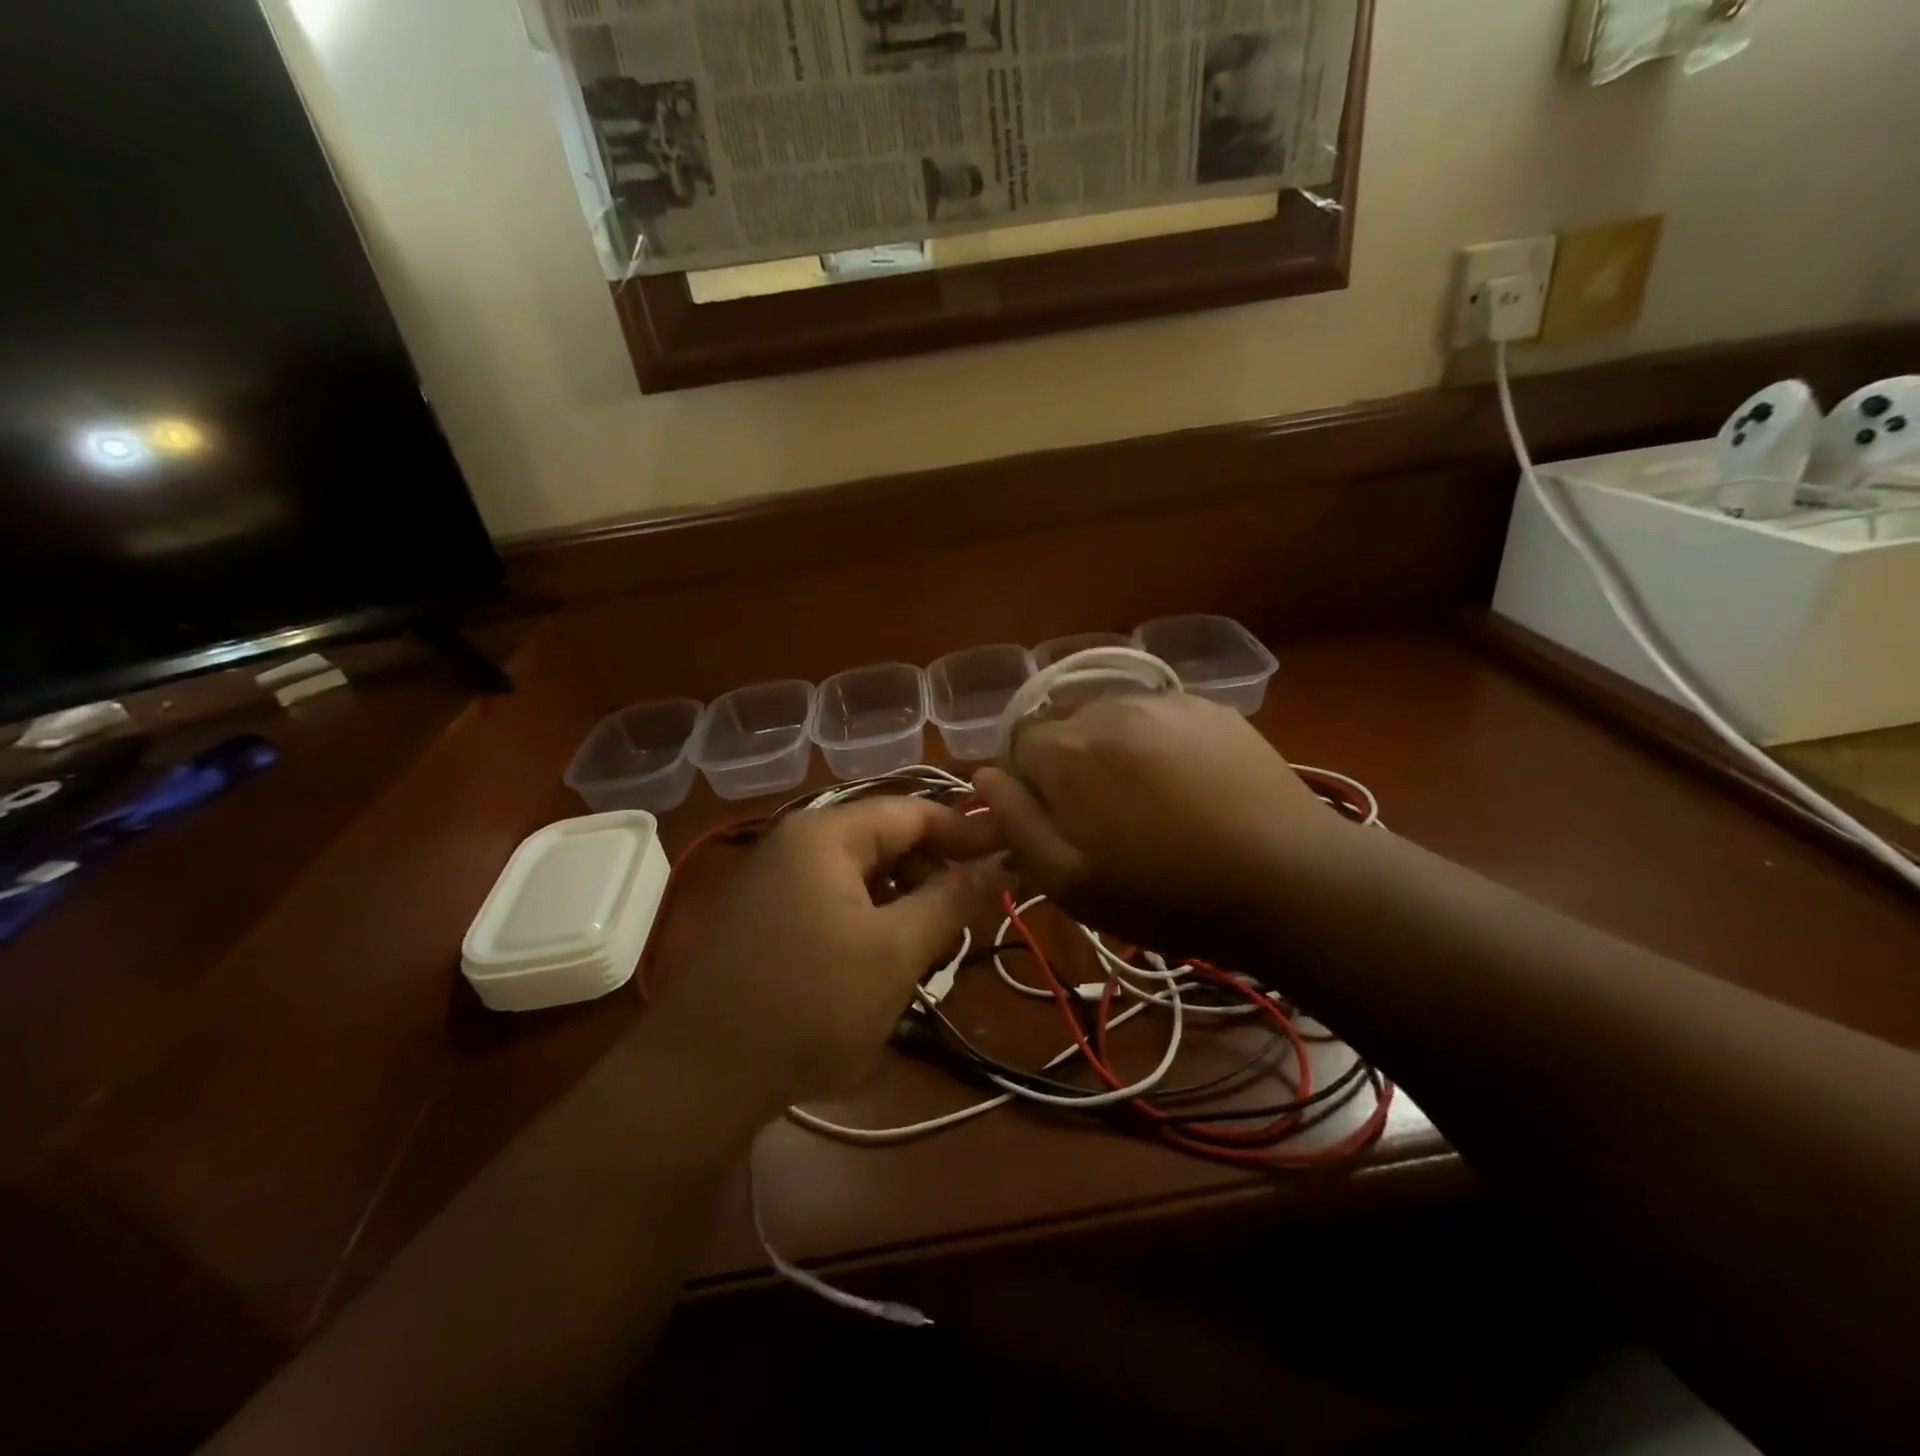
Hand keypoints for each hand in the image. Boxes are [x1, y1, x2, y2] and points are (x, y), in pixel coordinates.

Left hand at [647, 799, 1001, 1123]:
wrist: (696, 1078)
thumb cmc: (808, 1004)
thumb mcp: (895, 951)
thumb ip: (952, 899)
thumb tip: (1000, 861)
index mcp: (826, 834)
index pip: (913, 811)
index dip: (967, 830)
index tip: (1012, 854)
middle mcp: (798, 842)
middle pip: (887, 839)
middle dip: (934, 872)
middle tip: (970, 917)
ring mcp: (777, 880)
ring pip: (864, 875)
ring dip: (905, 902)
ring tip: (931, 948)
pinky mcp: (769, 917)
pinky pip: (837, 901)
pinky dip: (872, 921)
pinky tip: (885, 963)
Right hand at [973, 693, 1355, 957]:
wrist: (1288, 881)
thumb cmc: (1166, 893)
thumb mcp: (1069, 881)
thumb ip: (1014, 823)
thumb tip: (984, 776)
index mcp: (1068, 750)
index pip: (1017, 748)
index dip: (1029, 787)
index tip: (1058, 825)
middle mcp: (1109, 708)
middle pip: (1064, 728)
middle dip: (1068, 766)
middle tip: (1104, 819)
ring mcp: (1165, 702)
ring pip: (1111, 719)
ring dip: (1112, 751)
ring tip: (1148, 801)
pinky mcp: (1211, 708)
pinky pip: (1158, 717)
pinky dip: (1155, 742)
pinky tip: (1187, 784)